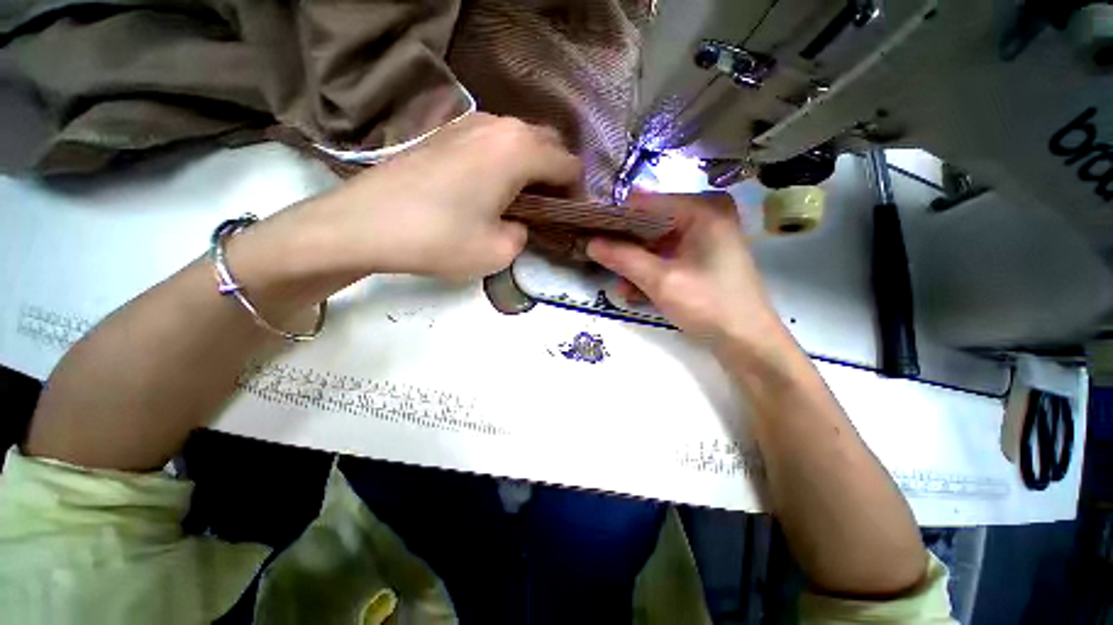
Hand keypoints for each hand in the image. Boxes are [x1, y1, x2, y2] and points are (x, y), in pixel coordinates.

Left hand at [302, 112, 581, 280]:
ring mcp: (470, 123)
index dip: (576, 193)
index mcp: (519, 150)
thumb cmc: (439, 238)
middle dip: (556, 176)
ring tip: (519, 200)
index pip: (569, 165)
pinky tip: (490, 187)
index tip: (568, 218)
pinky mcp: (447, 132)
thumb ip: (524, 233)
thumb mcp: (499, 250)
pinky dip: (505, 162)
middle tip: (547, 210)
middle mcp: (500, 125)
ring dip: (530, 167)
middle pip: (548, 144)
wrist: (364, 223)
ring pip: (520, 140)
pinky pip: (494, 141)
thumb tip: (519, 222)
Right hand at [586, 192, 784, 346]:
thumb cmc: (708, 304)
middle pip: (651, 224)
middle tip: (599, 260)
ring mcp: (704, 240)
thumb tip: (590, 243)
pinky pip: (667, 258)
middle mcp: (705, 217)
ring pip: (656, 244)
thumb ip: (624, 258)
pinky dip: (650, 274)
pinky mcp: (701, 259)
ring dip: (635, 266)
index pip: (647, 203)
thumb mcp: (661, 280)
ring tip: (620, 288)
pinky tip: (634, 293)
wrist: (747, 342)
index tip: (590, 232)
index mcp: (702, 210)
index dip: (616, 217)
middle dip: (625, 247)